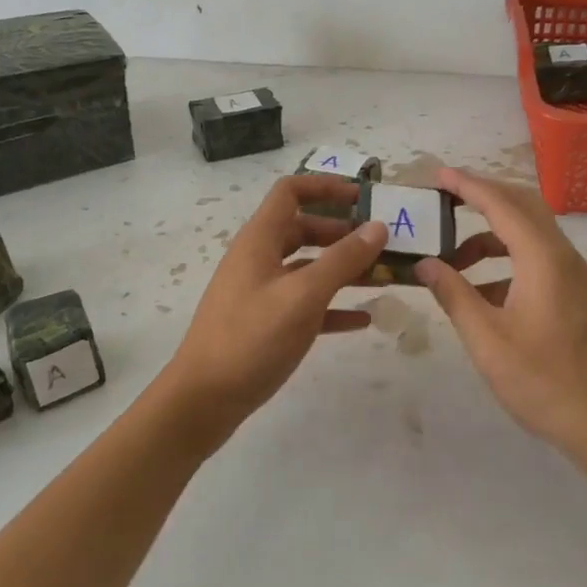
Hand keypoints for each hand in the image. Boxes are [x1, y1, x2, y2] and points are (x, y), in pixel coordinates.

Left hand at [164, 175, 386, 445]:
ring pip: (308, 268)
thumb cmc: (251, 339)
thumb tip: (378, 227)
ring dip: (344, 269)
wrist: (203, 400)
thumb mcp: (303, 296)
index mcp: (260, 240)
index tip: (365, 197)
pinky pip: (306, 304)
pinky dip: (333, 306)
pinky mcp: (266, 324)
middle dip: (344, 232)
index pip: (291, 192)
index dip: (327, 187)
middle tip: (383, 242)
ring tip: (383, 277)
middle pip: (304, 229)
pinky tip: (363, 319)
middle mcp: (259, 259)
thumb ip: (342, 260)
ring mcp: (261, 292)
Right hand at [415, 168, 586, 471]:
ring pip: (530, 234)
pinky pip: (537, 259)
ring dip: (491, 235)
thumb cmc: (543, 382)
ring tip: (451, 258)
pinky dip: (506, 260)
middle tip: (443, 202)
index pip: (501, 205)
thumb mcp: (487, 340)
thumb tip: (425, 264)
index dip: (468, 186)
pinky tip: (480, 290)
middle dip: (482, 198)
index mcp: (543, 259)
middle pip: (522, 207)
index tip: (437, 175)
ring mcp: (573, 277)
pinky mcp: (575, 296)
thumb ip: (454, 295)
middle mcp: (562, 257)